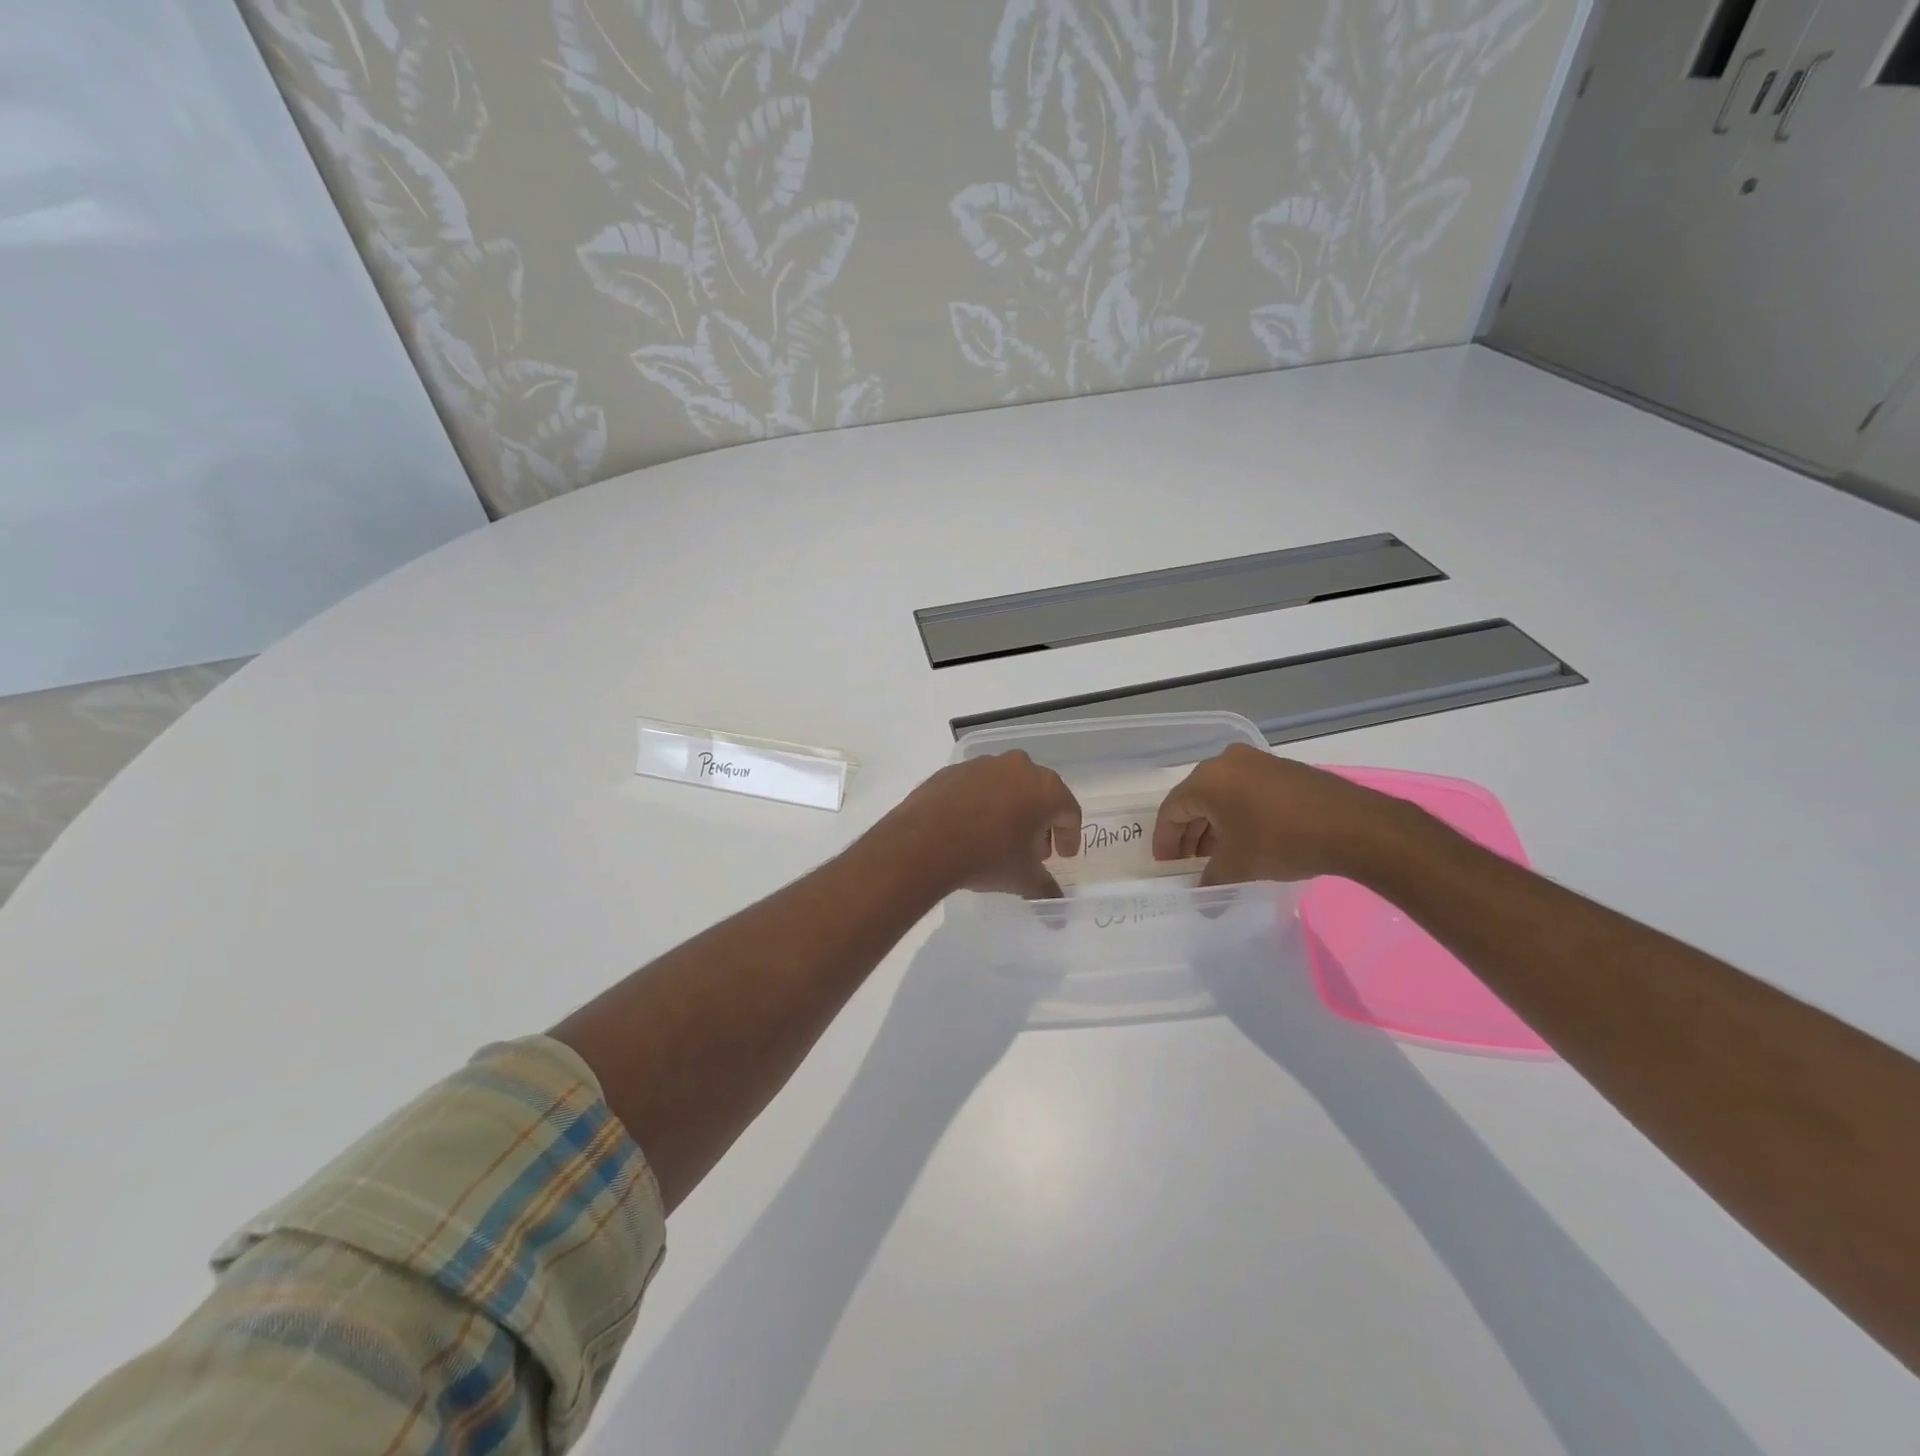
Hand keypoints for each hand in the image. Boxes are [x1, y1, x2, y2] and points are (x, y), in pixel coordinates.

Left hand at [877, 752, 1081, 898]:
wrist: (925, 841)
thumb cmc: (987, 856)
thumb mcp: (1022, 878)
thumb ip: (1045, 889)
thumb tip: (1057, 910)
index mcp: (1046, 789)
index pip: (1069, 812)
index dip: (1069, 836)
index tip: (1063, 855)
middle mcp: (1019, 767)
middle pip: (1040, 795)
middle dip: (1040, 822)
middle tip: (1034, 849)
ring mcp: (985, 764)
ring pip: (1009, 786)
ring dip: (1012, 809)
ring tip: (1001, 837)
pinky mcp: (955, 769)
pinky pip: (979, 786)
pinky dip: (983, 803)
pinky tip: (972, 826)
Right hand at [1153, 743, 1412, 884]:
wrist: (1351, 825)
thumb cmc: (1280, 841)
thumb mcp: (1237, 866)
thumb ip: (1210, 879)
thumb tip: (1201, 895)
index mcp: (1206, 780)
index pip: (1172, 810)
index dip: (1165, 839)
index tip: (1165, 864)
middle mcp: (1226, 763)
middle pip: (1195, 799)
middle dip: (1189, 833)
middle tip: (1188, 862)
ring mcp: (1256, 762)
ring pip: (1221, 795)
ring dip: (1213, 825)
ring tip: (1215, 855)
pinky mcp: (1281, 770)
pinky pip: (1244, 791)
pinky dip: (1236, 814)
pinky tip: (1243, 839)